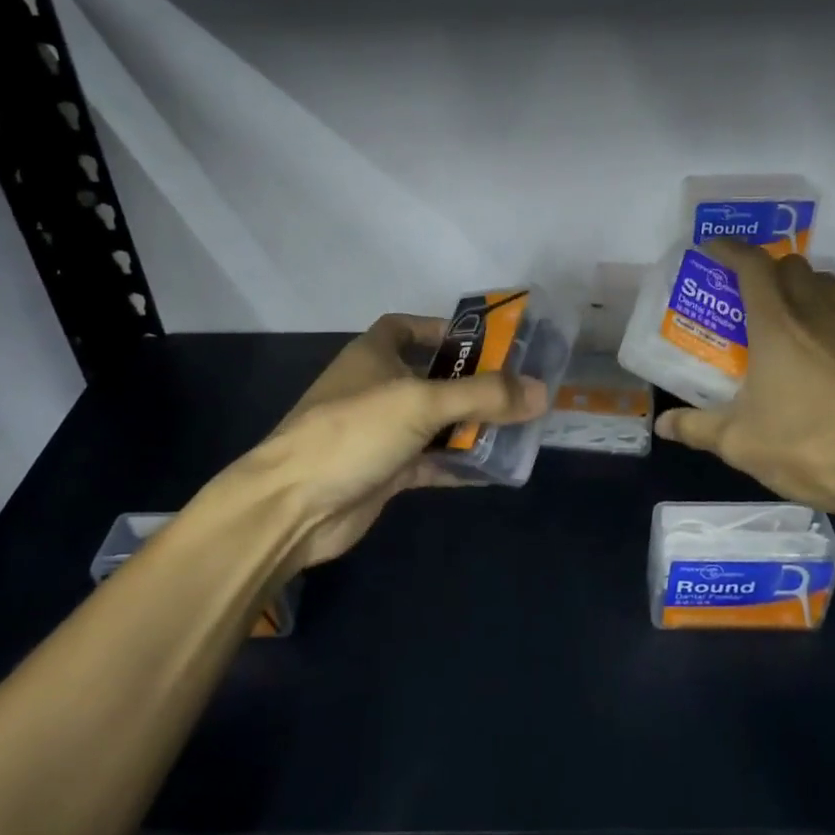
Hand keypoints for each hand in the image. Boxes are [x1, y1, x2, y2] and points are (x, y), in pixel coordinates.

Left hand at [246, 314, 547, 568]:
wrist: (294, 507)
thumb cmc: (354, 432)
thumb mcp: (421, 403)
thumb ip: (483, 396)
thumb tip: (541, 392)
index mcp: (373, 354)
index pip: (407, 327)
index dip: (443, 329)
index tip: (486, 342)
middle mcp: (377, 388)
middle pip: (433, 377)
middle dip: (473, 384)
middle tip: (520, 391)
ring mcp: (381, 433)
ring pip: (436, 422)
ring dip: (472, 426)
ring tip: (520, 429)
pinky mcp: (386, 472)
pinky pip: (433, 462)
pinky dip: (460, 464)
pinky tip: (496, 470)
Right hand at [654, 240, 834, 525]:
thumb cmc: (811, 447)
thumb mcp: (740, 443)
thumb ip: (697, 428)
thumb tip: (663, 425)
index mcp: (778, 326)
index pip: (752, 266)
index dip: (730, 249)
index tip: (712, 248)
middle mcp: (818, 315)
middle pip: (792, 265)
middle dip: (766, 268)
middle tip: (746, 293)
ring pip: (827, 285)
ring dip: (802, 287)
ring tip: (786, 317)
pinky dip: (829, 318)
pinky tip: (824, 356)